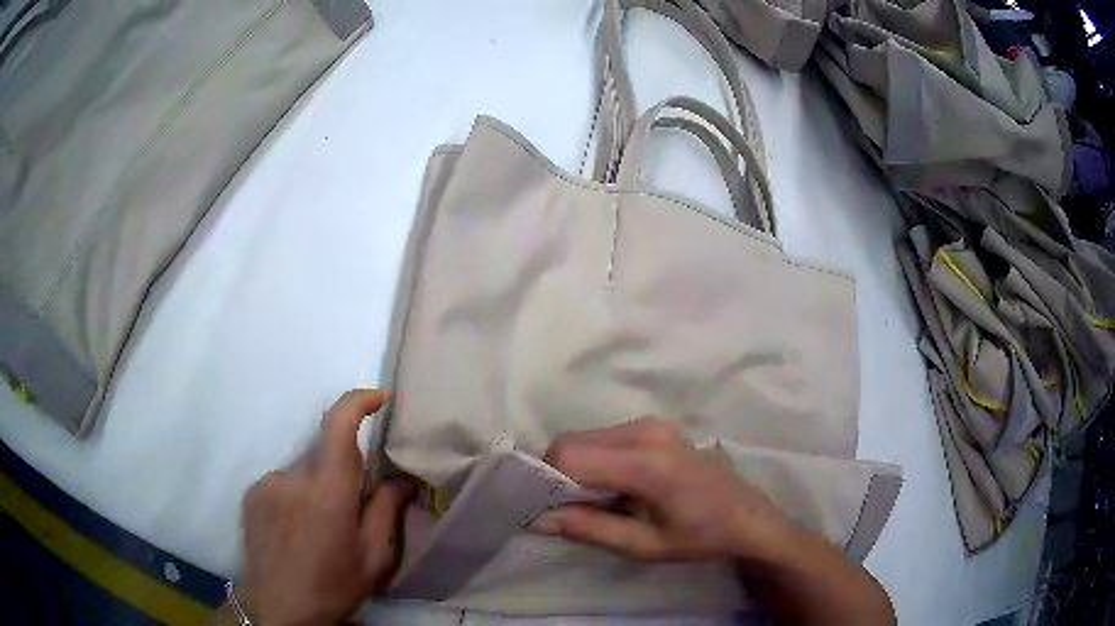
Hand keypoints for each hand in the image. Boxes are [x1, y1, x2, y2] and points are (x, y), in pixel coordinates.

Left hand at [239, 390, 415, 625]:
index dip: (358, 402)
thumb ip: (386, 510)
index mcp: (328, 491)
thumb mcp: (373, 558)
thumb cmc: (333, 586)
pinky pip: (282, 483)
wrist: (278, 609)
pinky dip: (295, 496)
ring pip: (302, 470)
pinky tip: (296, 531)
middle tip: (350, 510)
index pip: (338, 425)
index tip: (377, 398)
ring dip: (316, 488)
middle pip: (323, 453)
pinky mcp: (252, 494)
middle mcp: (293, 477)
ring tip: (319, 529)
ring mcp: (267, 483)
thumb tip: (402, 479)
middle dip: (342, 470)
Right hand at [534, 417, 789, 561]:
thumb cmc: (702, 537)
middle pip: (573, 442)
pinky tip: (614, 487)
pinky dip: (594, 460)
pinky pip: (604, 438)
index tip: (544, 510)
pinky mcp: (654, 426)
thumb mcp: (645, 546)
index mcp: (647, 463)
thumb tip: (537, 518)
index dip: (546, 481)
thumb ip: (589, 529)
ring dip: (576, 468)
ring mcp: (651, 424)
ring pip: (586, 438)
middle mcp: (645, 431)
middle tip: (569, 511)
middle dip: (558, 475)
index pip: (570, 455)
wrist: (748, 517)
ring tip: (595, 503)